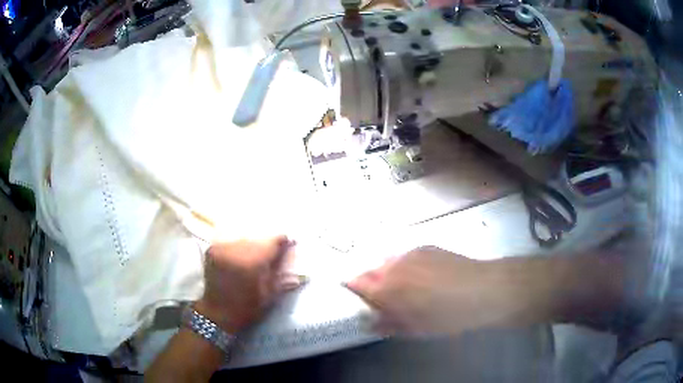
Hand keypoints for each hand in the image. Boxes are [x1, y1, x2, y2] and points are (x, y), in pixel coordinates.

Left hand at [195, 235, 298, 332]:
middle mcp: (235, 250)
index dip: (282, 241)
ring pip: (243, 240)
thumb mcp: (269, 296)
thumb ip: (284, 279)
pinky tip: (239, 258)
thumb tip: (304, 275)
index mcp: (252, 263)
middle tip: (270, 256)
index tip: (288, 242)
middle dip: (266, 246)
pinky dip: (237, 249)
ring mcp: (221, 249)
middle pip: (258, 240)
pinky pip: (230, 243)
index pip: (272, 242)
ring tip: (253, 258)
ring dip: (251, 247)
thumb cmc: (246, 308)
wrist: (217, 313)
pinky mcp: (211, 250)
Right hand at [346, 246, 521, 336]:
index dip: (352, 288)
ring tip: (404, 286)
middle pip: (371, 271)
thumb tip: (373, 323)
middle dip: (371, 283)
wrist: (481, 290)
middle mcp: (394, 266)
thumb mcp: (415, 329)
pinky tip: (423, 276)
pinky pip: (407, 256)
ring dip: (388, 273)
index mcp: (387, 289)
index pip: (357, 284)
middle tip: (382, 297)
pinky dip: (406, 265)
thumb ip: (389, 324)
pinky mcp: (427, 247)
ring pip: (389, 261)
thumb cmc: (446, 316)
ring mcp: (411, 253)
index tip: (353, 294)